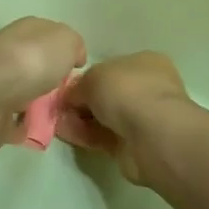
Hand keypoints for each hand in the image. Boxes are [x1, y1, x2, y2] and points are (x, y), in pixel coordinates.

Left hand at [0, 15, 85, 155]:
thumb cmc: (31, 60)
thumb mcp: (66, 41)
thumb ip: (73, 45)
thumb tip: (74, 57)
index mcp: (24, 33)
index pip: (43, 36)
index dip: (60, 49)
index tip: (76, 67)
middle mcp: (6, 55)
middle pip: (29, 65)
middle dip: (44, 77)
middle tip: (67, 95)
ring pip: (18, 93)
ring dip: (32, 102)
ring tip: (56, 116)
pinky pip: (9, 122)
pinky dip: (19, 126)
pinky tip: (36, 132)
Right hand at [56, 52, 199, 188]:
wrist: (151, 135)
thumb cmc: (127, 91)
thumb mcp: (94, 77)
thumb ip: (79, 85)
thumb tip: (71, 97)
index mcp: (146, 63)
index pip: (114, 67)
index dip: (90, 77)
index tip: (69, 87)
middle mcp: (148, 88)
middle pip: (109, 94)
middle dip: (84, 101)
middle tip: (60, 107)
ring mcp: (143, 118)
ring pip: (106, 117)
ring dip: (81, 119)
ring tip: (57, 122)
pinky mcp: (134, 145)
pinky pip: (104, 137)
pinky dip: (85, 135)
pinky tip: (65, 134)